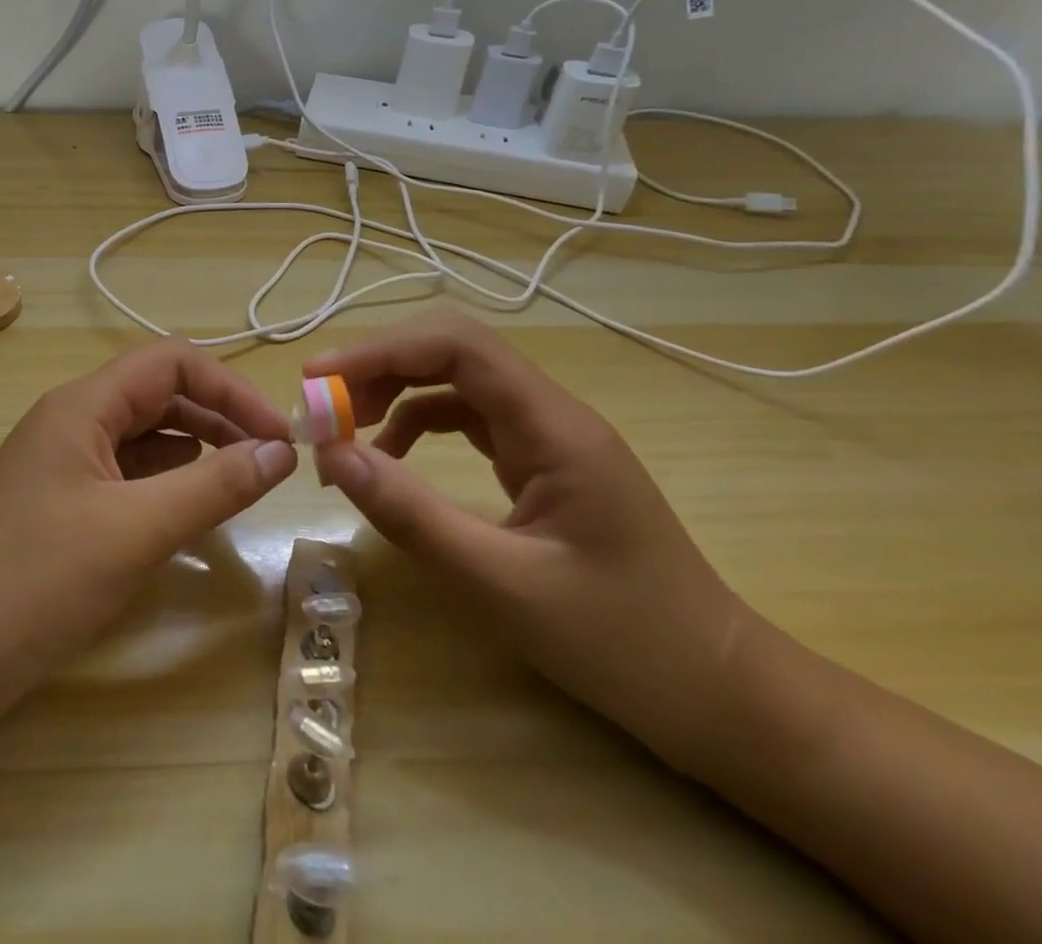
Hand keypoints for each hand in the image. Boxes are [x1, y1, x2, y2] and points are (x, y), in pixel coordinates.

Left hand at [0, 339, 297, 717]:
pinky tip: (189, 507)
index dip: (230, 388)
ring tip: (241, 480)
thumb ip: (214, 485)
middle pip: (158, 393)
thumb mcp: (136, 531)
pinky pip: (125, 473)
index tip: (278, 435)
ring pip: (143, 434)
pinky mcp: (59, 503)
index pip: (171, 361)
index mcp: (82, 405)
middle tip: (271, 460)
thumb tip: (281, 450)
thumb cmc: (35, 584)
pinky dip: (166, 481)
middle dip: (218, 416)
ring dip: (196, 448)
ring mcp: (62, 462)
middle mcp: (71, 420)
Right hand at [307, 311, 749, 766]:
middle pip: (452, 351)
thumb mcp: (504, 585)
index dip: (381, 350)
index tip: (319, 379)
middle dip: (380, 365)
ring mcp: (547, 436)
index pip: (458, 346)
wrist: (722, 697)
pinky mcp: (540, 462)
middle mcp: (550, 414)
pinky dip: (417, 424)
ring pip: (456, 381)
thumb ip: (413, 516)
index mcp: (554, 426)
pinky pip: (466, 418)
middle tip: (322, 403)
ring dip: (394, 390)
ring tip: (344, 426)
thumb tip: (333, 457)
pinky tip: (391, 457)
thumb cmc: (625, 644)